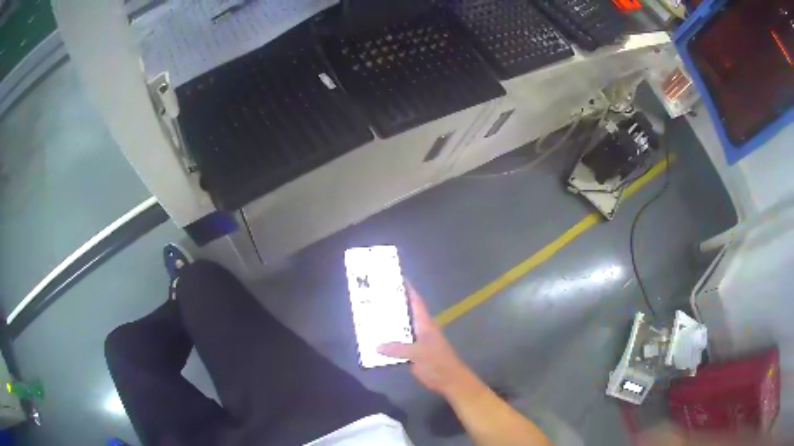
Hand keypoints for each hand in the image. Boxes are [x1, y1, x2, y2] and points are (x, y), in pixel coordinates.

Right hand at [377, 284, 474, 396]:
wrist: (449, 380)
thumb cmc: (437, 362)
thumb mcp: (417, 354)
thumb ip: (397, 349)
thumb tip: (376, 346)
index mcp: (425, 324)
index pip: (415, 302)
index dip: (407, 290)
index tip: (396, 278)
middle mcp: (420, 329)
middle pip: (405, 313)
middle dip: (392, 305)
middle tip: (375, 296)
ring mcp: (417, 342)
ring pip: (400, 329)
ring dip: (388, 324)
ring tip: (370, 316)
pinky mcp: (413, 353)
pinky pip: (398, 344)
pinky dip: (389, 341)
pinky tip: (375, 341)